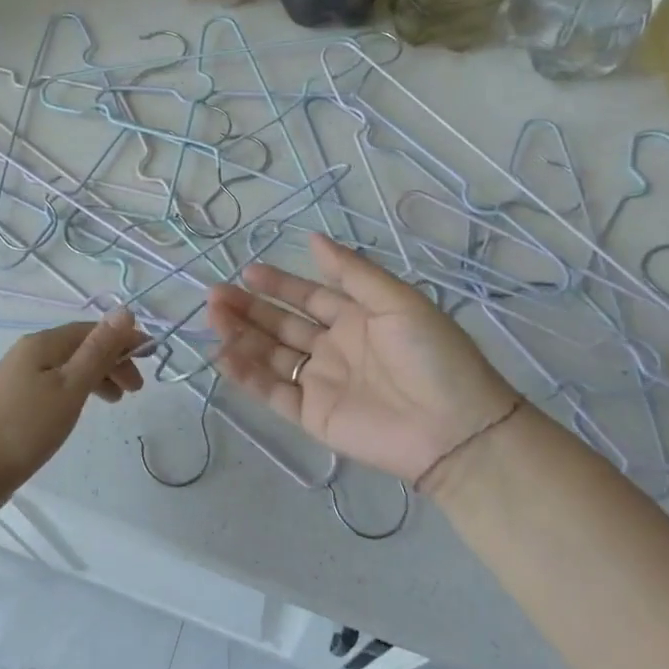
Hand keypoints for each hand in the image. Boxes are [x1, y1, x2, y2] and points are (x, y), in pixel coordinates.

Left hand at [0, 310, 145, 511]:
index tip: (150, 357)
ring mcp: (16, 378)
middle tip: (136, 389)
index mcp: (42, 343)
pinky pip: (54, 385)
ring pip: (67, 368)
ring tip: (117, 402)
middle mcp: (28, 352)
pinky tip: (79, 410)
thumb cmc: (26, 428)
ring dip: (96, 378)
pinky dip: (76, 392)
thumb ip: (98, 350)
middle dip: (112, 361)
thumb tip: (125, 310)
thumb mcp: (70, 387)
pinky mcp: (11, 402)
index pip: (91, 330)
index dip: (122, 339)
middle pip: (79, 347)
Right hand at [208, 234, 519, 485]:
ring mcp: (321, 383)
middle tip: (215, 295)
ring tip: (213, 317)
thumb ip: (352, 272)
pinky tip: (222, 355)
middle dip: (249, 308)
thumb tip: (313, 238)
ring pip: (271, 355)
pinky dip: (247, 375)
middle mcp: (333, 347)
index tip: (247, 271)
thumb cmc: (431, 355)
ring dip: (241, 336)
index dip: (278, 283)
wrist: (455, 429)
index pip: (307, 297)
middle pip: (281, 324)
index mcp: (356, 318)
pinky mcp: (313, 417)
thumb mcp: (397, 300)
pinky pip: (273, 393)